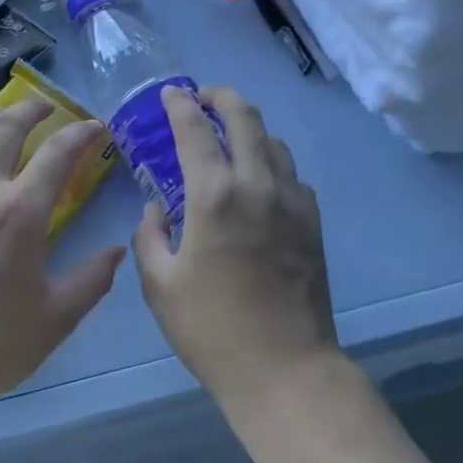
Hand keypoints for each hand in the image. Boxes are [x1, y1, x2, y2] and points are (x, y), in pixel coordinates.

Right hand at [132, 86, 337, 399]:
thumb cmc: (211, 328)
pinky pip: (291, 174)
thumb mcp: (160, 285)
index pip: (195, 130)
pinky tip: (258, 181)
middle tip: (203, 97)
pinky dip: (271, 162)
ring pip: (274, 142)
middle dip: (221, 97)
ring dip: (249, 128)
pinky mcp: (312, 222)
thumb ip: (150, 237)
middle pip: (245, 118)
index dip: (180, 105)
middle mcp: (258, 185)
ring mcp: (293, 202)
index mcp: (215, 196)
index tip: (170, 94)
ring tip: (229, 136)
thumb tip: (156, 210)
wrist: (285, 368)